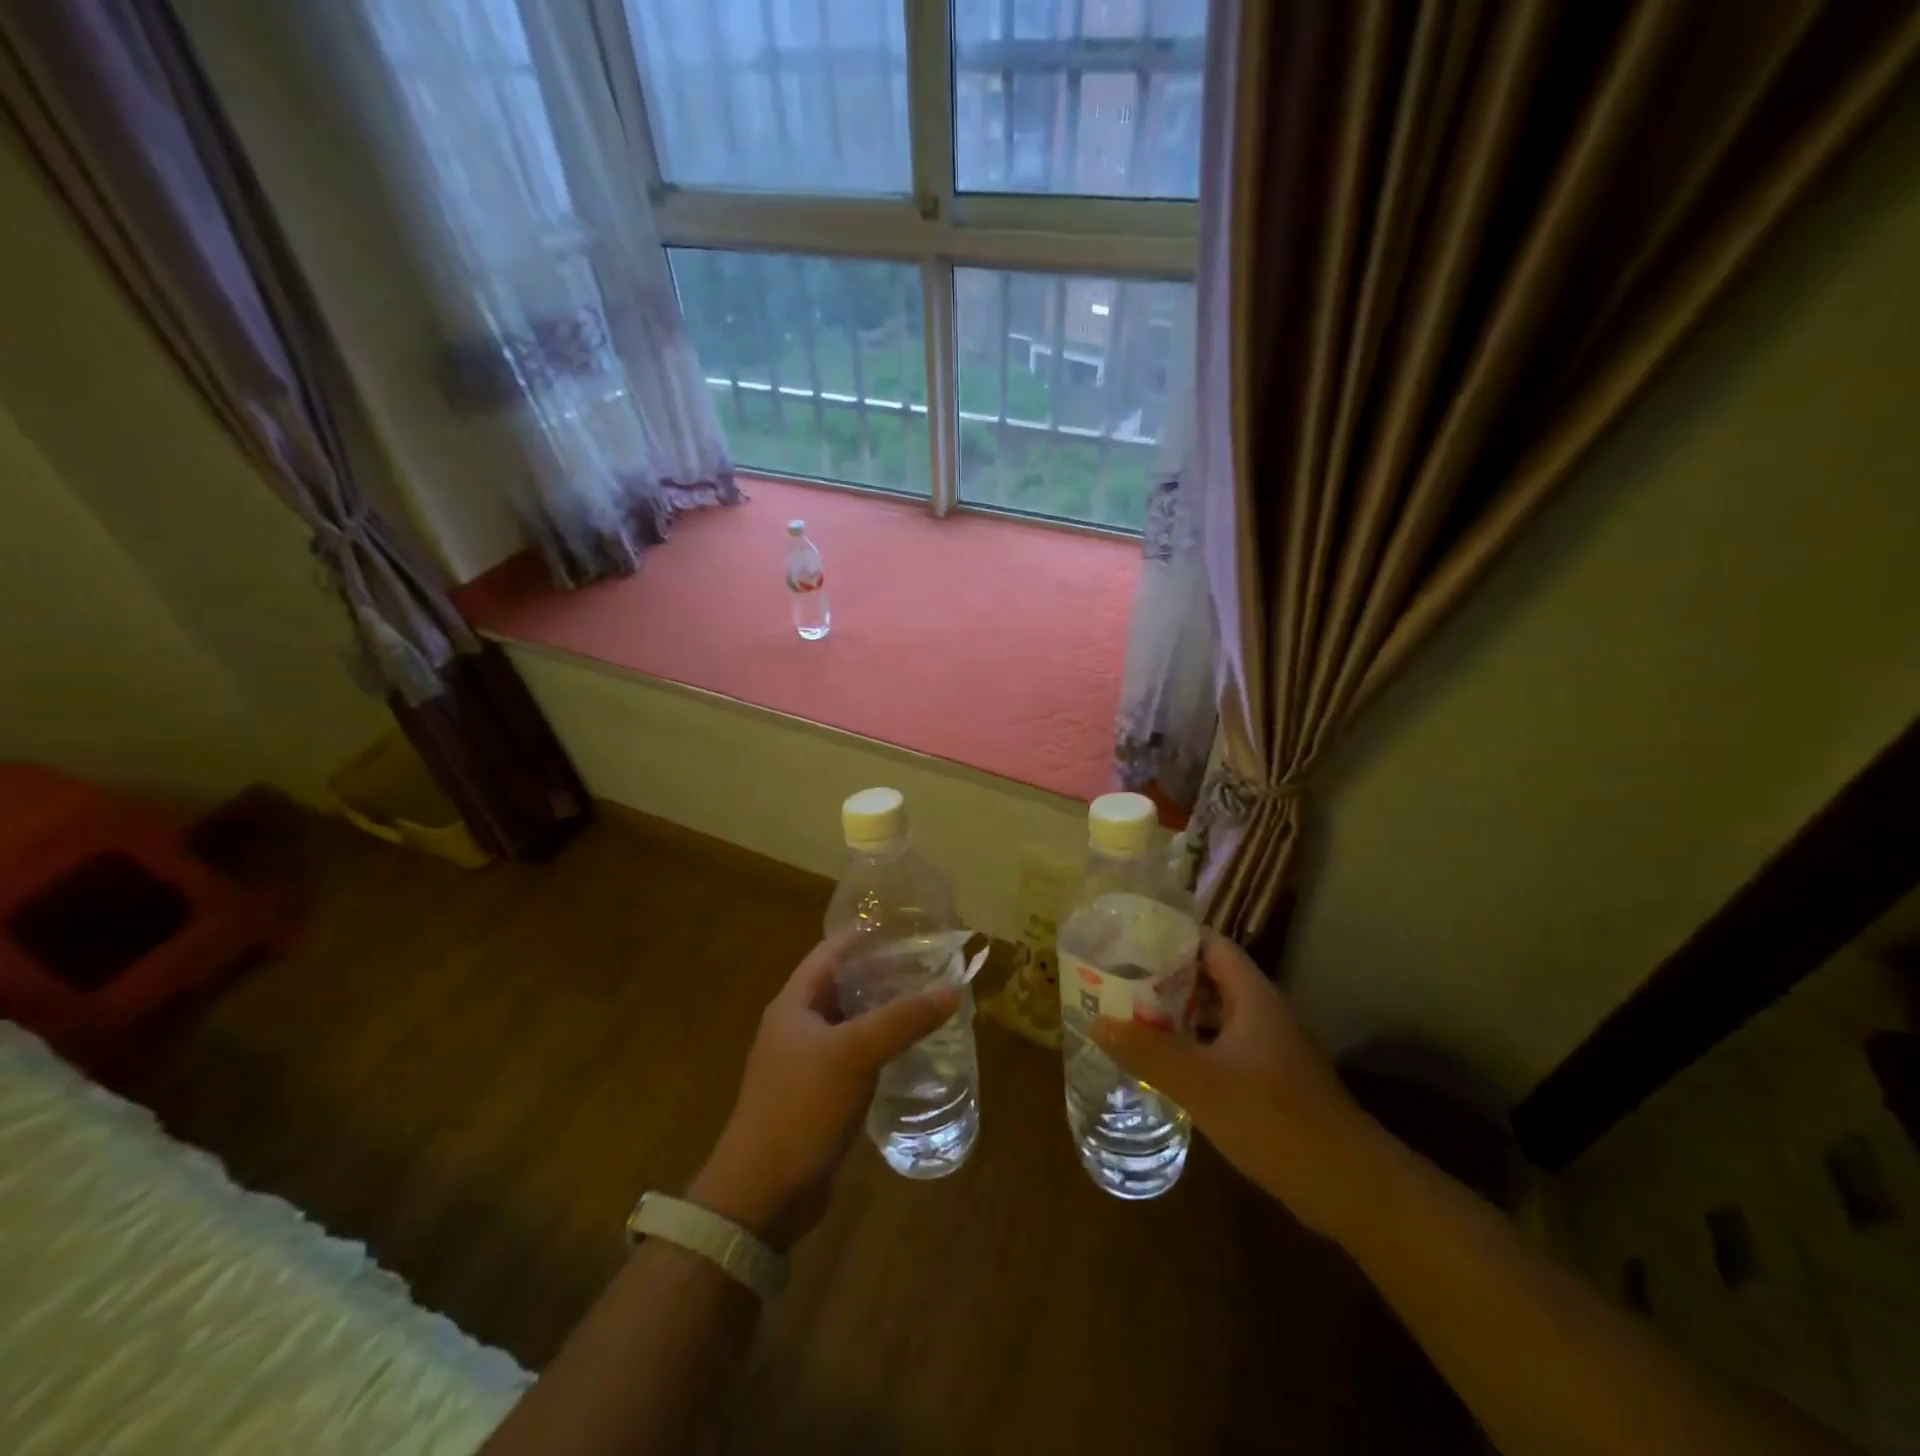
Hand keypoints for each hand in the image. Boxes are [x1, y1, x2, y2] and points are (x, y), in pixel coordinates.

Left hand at [689, 934, 959, 1250]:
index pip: (832, 951)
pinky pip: (857, 1055)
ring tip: (930, 998)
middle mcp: (799, 1025)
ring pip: (854, 1021)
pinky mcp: (821, 1094)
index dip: (867, 934)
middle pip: (845, 984)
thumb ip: (902, 1019)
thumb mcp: (853, 1054)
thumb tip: (953, 988)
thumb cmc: (800, 1108)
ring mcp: (808, 1061)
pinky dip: (883, 1044)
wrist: (762, 1195)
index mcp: (795, 1003)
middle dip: (885, 971)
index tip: (909, 925)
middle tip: (931, 962)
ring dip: (886, 1009)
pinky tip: (913, 1046)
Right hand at [1091, 932, 1376, 1234]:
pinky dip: (1192, 1048)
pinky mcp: (1269, 1081)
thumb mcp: (1200, 1082)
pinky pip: (1222, 1048)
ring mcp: (1268, 1048)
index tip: (1128, 940)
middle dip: (1164, 978)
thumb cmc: (1273, 1117)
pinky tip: (1163, 1064)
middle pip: (1208, 978)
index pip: (1209, 943)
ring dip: (1176, 1015)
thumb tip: (1097, 1021)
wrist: (1348, 1186)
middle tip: (1118, 980)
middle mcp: (1261, 1012)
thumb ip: (1147, 1050)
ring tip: (1130, 1016)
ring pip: (1214, 1016)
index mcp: (1252, 995)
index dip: (1171, 936)